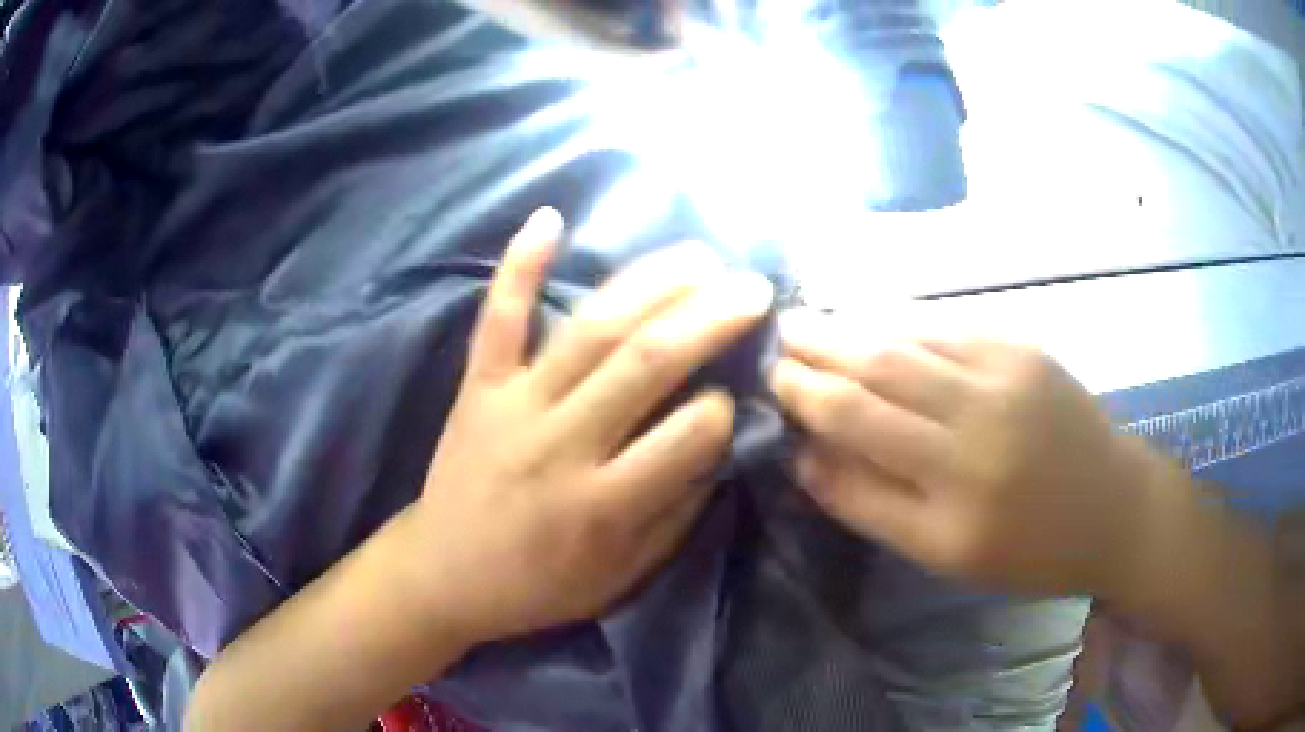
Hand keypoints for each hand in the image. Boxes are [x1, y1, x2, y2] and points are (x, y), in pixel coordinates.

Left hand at [412, 209, 771, 643]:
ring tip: (699, 256)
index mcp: (602, 505)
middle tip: (753, 287)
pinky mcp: (478, 384)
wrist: (444, 574)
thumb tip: (719, 447)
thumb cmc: (538, 584)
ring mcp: (513, 403)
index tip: (737, 394)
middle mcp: (560, 444)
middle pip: (645, 362)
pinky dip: (520, 265)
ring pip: (590, 329)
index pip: (687, 437)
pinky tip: (550, 218)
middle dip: (710, 317)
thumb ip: (675, 514)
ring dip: (651, 284)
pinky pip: (498, 317)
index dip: (724, 409)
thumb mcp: (621, 577)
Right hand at [769, 307, 1165, 598]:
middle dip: (816, 348)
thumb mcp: (944, 553)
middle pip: (875, 371)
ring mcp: (1004, 376)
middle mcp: (977, 429)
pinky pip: (947, 327)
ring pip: (907, 339)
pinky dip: (901, 321)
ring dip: (850, 326)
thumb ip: (871, 504)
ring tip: (809, 319)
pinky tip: (873, 319)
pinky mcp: (1024, 348)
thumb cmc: (1028, 548)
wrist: (1113, 506)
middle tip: (777, 334)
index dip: (805, 398)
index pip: (855, 428)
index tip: (770, 380)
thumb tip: (806, 455)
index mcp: (952, 500)